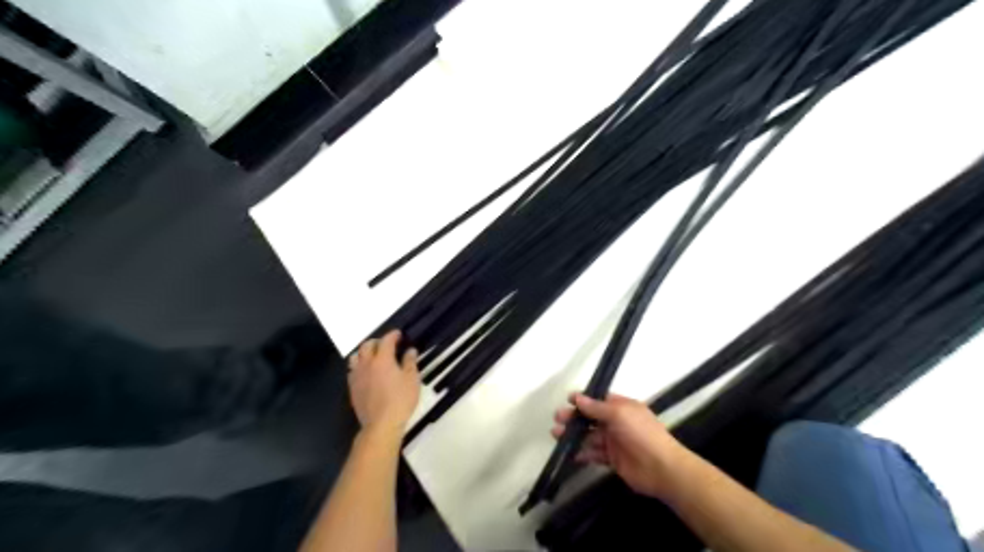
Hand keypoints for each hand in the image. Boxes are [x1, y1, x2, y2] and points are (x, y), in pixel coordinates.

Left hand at [348, 330, 420, 437]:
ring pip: (355, 357)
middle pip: (367, 346)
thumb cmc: (400, 400)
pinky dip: (359, 366)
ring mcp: (357, 376)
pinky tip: (366, 372)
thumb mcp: (412, 379)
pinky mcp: (352, 388)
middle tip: (386, 344)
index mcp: (382, 359)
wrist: (381, 424)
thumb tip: (410, 350)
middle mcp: (367, 364)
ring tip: (373, 356)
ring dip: (364, 352)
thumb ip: (410, 362)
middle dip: (376, 341)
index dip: (392, 335)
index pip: (386, 341)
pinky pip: (352, 370)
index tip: (399, 334)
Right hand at [552, 393, 689, 500]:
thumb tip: (578, 398)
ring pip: (590, 435)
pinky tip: (571, 453)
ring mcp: (614, 441)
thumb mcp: (619, 414)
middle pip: (591, 417)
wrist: (661, 468)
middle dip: (574, 417)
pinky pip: (594, 453)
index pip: (599, 400)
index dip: (584, 399)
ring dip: (574, 435)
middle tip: (557, 419)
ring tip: (556, 435)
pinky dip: (582, 453)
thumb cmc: (641, 434)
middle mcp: (617, 422)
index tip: (568, 400)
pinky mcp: (613, 459)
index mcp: (622, 407)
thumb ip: (596, 407)